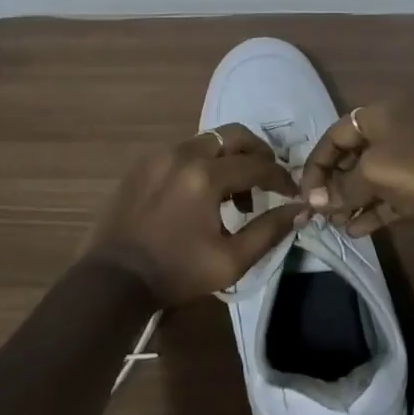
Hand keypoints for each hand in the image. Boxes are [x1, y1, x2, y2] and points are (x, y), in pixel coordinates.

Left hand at [81, 124, 302, 305]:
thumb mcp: (231, 261)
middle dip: (257, 153)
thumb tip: (300, 209)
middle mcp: (183, 153)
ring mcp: (160, 154)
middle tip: (268, 177)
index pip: (257, 165)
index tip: (292, 193)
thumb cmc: (176, 273)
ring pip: (208, 141)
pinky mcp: (144, 162)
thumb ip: (269, 231)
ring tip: (235, 194)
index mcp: (205, 177)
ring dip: (229, 159)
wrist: (114, 279)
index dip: (281, 178)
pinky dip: (203, 163)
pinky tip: (203, 194)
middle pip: (233, 135)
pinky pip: (184, 151)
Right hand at [298, 96, 413, 236]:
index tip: (306, 192)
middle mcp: (395, 128)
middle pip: (353, 154)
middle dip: (334, 183)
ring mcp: (412, 155)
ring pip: (372, 177)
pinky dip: (372, 209)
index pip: (336, 134)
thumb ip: (342, 187)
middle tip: (319, 210)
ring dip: (351, 199)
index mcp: (380, 113)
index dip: (317, 162)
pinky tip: (355, 230)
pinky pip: (390, 193)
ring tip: (334, 223)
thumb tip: (316, 201)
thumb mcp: (372, 173)